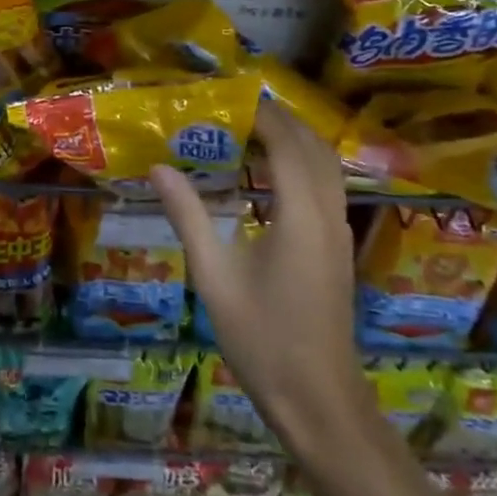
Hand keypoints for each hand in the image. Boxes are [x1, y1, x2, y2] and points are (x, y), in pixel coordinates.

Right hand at [150, 102, 364, 442]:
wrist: (318, 401)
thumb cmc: (262, 338)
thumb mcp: (214, 276)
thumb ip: (187, 216)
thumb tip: (157, 167)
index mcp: (301, 216)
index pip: (286, 143)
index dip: (260, 113)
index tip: (225, 94)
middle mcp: (328, 215)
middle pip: (314, 147)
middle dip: (279, 118)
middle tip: (233, 105)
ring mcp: (339, 233)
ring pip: (326, 166)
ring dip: (294, 139)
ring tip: (249, 128)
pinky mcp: (337, 249)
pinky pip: (326, 186)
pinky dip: (301, 163)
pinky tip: (268, 174)